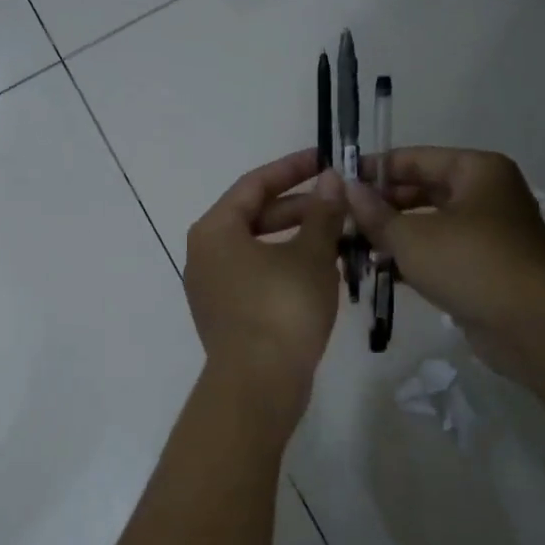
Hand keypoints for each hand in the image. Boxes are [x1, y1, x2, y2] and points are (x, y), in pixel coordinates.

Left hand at [184, 149, 346, 414]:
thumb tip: (331, 179)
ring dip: (296, 238)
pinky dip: (284, 265)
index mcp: (215, 230)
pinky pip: (255, 276)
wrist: (258, 385)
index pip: (254, 184)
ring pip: (257, 248)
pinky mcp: (225, 314)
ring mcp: (211, 287)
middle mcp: (204, 254)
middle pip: (254, 216)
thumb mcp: (310, 255)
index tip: (326, 159)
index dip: (292, 168)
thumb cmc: (282, 308)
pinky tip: (319, 270)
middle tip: (340, 202)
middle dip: (299, 207)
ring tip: (338, 234)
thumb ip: (322, 213)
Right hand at [342, 147, 544, 375]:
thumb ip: (374, 213)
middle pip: (422, 190)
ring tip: (353, 245)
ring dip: (394, 233)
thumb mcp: (410, 237)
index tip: (337, 183)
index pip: (414, 158)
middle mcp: (486, 193)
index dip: (373, 169)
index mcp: (476, 170)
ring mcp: (489, 231)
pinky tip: (380, 270)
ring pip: (430, 223)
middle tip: (341, 219)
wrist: (531, 324)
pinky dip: (414, 257)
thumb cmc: (469, 263)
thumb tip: (345, 188)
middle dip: (382, 205)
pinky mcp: (486, 265)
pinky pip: (441, 251)